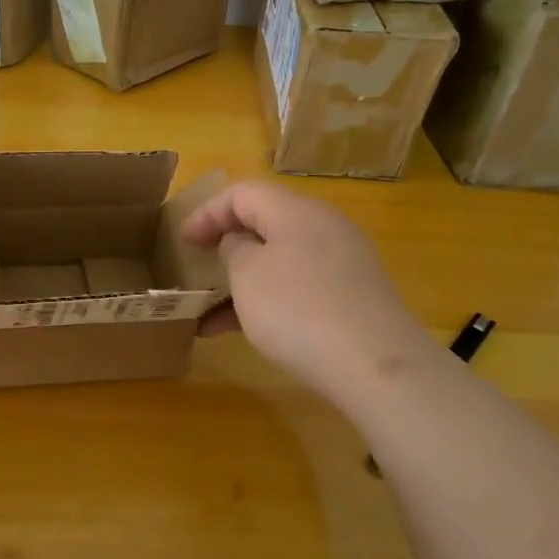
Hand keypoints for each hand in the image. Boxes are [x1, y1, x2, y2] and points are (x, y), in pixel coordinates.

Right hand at [183, 180, 435, 403]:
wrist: (376, 365)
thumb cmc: (298, 309)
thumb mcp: (247, 275)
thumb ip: (234, 250)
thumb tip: (242, 245)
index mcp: (296, 210)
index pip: (243, 192)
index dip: (207, 212)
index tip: (182, 241)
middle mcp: (324, 227)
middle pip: (266, 223)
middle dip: (227, 246)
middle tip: (200, 268)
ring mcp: (343, 263)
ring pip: (281, 260)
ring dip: (244, 281)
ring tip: (211, 311)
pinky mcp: (353, 297)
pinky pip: (300, 288)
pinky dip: (269, 301)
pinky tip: (242, 333)